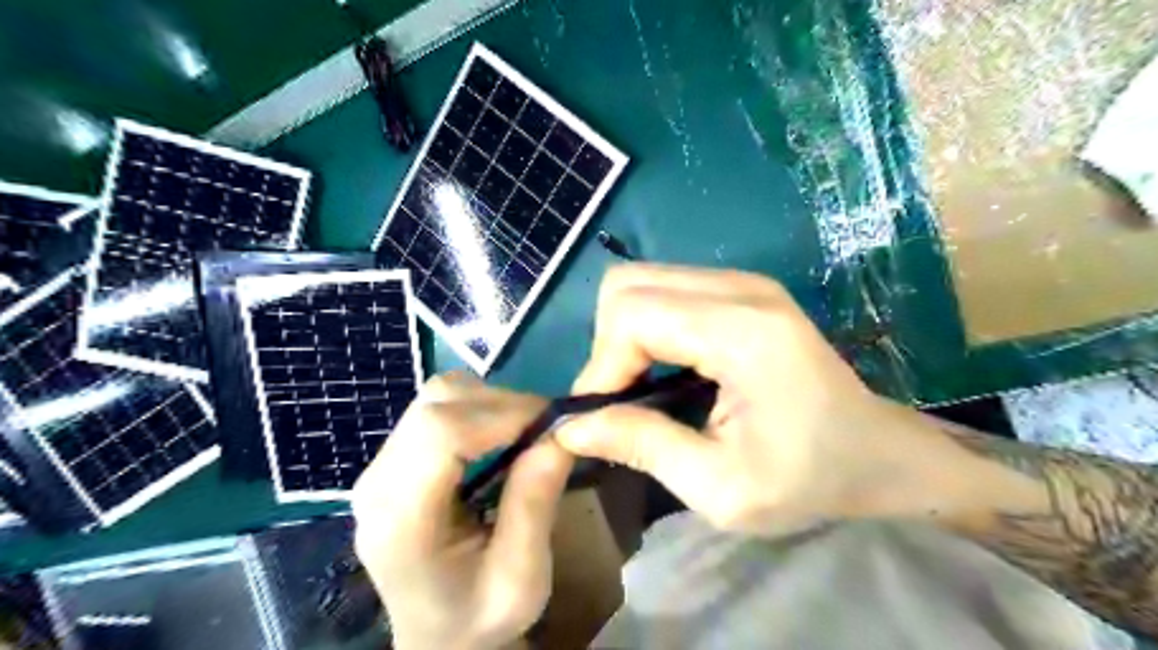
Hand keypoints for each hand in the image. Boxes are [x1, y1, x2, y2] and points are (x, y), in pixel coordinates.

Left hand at [350, 370, 571, 648]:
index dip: (501, 414)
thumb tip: (559, 433)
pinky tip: (497, 437)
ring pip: (435, 398)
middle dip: (500, 404)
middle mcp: (377, 484)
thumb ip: (535, 505)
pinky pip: (434, 409)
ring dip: (488, 403)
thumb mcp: (522, 580)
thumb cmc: (478, 619)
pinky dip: (475, 409)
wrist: (437, 637)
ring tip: (523, 433)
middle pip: (435, 405)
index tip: (551, 424)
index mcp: (401, 521)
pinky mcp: (392, 459)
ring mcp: (379, 468)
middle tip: (543, 428)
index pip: (441, 433)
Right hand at [556, 263, 969, 537]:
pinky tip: (664, 367)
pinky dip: (645, 327)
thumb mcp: (720, 488)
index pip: (632, 314)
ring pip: (640, 282)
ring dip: (623, 334)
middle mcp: (740, 288)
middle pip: (627, 285)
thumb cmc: (810, 479)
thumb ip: (642, 446)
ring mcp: (743, 282)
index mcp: (741, 331)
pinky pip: (665, 290)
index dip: (601, 365)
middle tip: (621, 397)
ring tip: (640, 387)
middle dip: (607, 343)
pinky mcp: (741, 289)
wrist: (879, 453)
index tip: (601, 417)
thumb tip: (570, 426)